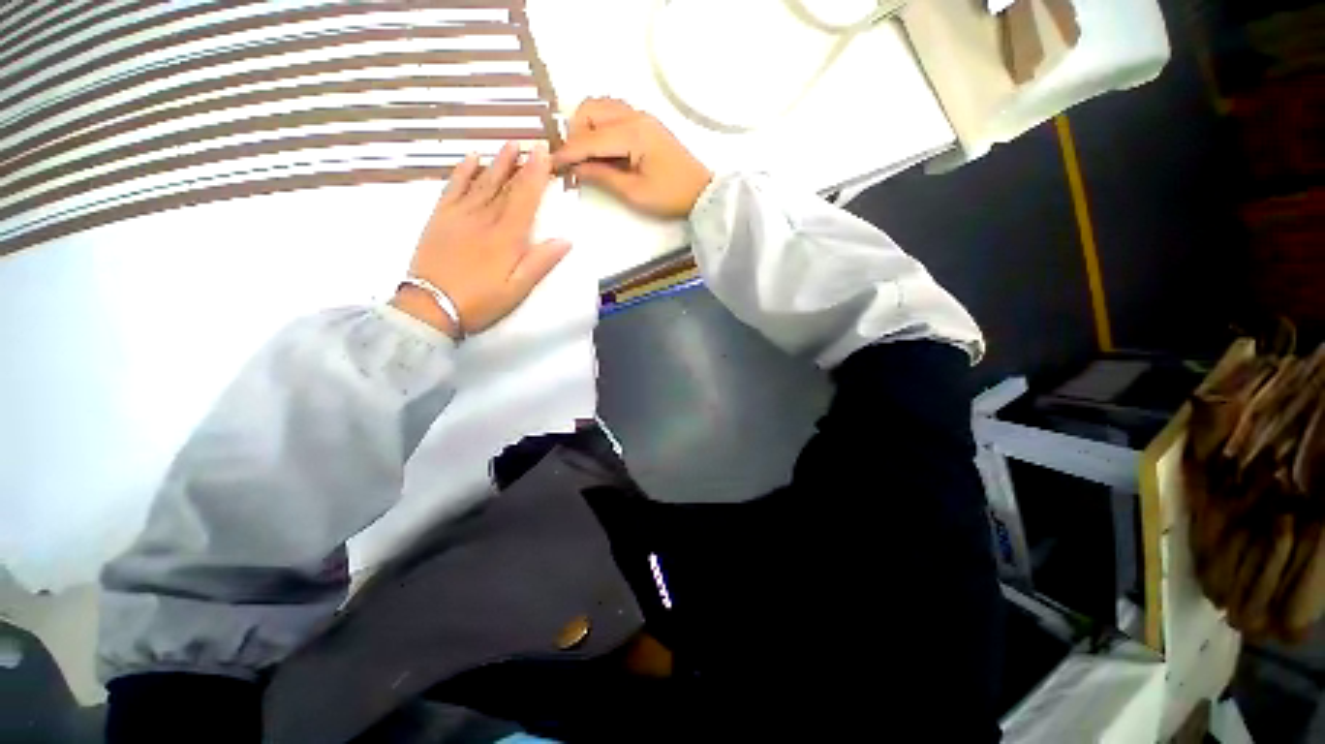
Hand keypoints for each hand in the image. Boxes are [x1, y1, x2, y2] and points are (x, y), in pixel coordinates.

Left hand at [392, 142, 569, 337]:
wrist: (431, 306)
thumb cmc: (480, 301)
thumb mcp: (518, 289)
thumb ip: (540, 262)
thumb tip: (565, 240)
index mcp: (507, 237)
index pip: (526, 198)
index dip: (536, 175)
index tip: (544, 153)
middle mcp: (485, 219)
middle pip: (506, 186)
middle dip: (521, 164)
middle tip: (532, 142)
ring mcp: (460, 215)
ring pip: (482, 182)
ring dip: (497, 162)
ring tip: (509, 145)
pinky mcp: (440, 218)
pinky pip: (453, 187)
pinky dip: (463, 171)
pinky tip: (472, 158)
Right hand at [551, 98, 711, 218]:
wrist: (701, 192)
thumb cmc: (670, 196)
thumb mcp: (634, 193)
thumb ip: (602, 177)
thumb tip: (575, 169)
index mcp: (633, 133)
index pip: (589, 138)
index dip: (567, 152)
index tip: (550, 163)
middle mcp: (635, 115)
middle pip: (590, 110)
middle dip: (574, 134)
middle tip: (574, 162)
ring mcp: (641, 115)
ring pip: (600, 107)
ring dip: (586, 126)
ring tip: (586, 156)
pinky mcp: (645, 122)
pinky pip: (613, 112)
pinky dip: (599, 125)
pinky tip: (601, 147)